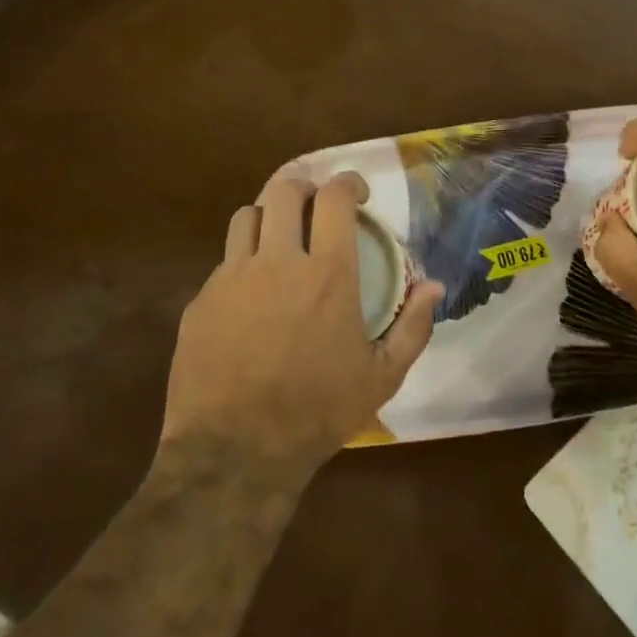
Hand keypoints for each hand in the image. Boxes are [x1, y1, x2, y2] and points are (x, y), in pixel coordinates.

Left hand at [160, 172, 443, 477]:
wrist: (234, 453)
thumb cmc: (317, 413)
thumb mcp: (381, 377)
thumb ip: (413, 326)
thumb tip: (435, 286)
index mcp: (328, 273)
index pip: (334, 198)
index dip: (348, 182)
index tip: (357, 193)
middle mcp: (279, 261)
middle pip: (284, 190)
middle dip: (305, 187)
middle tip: (316, 207)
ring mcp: (232, 278)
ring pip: (247, 216)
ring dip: (269, 217)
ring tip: (280, 239)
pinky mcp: (201, 300)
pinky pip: (223, 262)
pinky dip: (243, 263)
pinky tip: (251, 295)